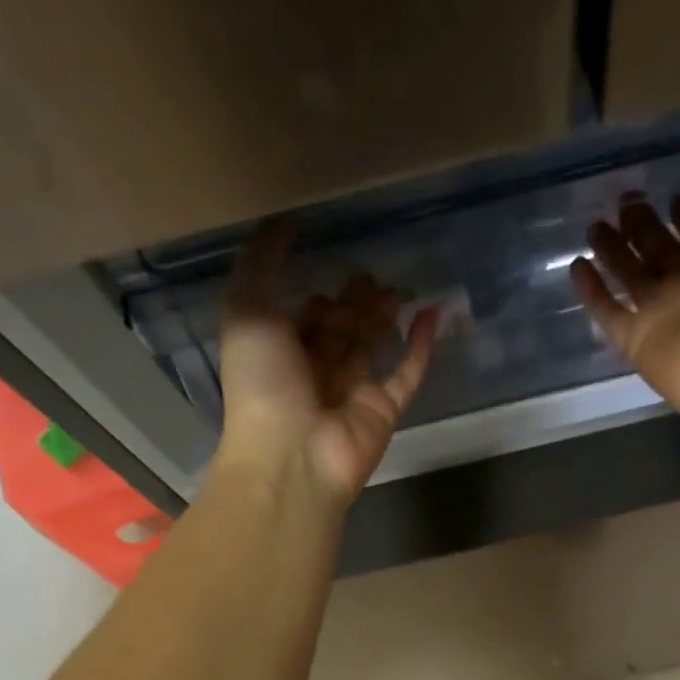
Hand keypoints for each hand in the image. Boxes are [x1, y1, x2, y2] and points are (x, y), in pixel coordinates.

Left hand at [216, 220, 438, 502]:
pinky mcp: (384, 411)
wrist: (292, 456)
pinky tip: (432, 314)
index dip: (317, 299)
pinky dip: (420, 347)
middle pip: (340, 332)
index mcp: (279, 354)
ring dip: (383, 317)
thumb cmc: (262, 383)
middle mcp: (315, 373)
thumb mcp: (247, 309)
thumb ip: (261, 263)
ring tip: (398, 288)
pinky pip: (406, 375)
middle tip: (371, 276)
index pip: (303, 322)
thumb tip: (283, 223)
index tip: (330, 269)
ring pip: (372, 348)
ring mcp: (352, 394)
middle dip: (354, 304)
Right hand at [570, 100, 679, 429]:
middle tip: (621, 200)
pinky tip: (576, 265)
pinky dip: (592, 291)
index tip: (667, 184)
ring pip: (632, 278)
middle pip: (661, 249)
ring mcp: (662, 313)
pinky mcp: (635, 341)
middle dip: (642, 224)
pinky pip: (608, 313)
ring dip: (614, 251)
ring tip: (593, 224)